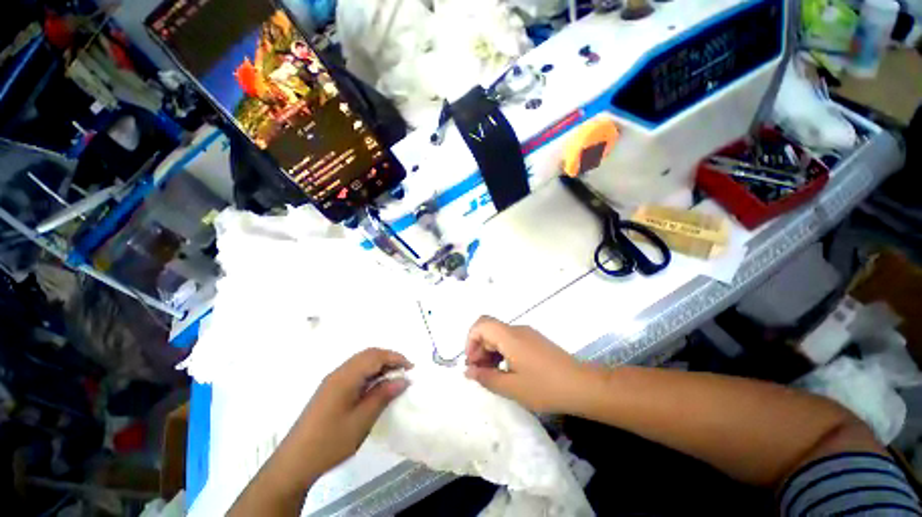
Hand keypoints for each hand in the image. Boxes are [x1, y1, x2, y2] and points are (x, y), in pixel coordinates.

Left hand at [294, 349, 412, 474]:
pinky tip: (375, 387)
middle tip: (404, 371)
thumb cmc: (330, 441)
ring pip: (361, 362)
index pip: (375, 356)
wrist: (294, 463)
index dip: (395, 358)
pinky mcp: (329, 390)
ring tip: (393, 378)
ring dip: (379, 365)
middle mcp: (338, 373)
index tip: (411, 368)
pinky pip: (354, 372)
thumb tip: (403, 380)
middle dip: (388, 358)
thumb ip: (383, 395)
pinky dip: (369, 373)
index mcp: (345, 377)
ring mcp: (332, 381)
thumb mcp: (362, 420)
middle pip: (368, 355)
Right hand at [464, 316, 594, 413]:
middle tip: (478, 373)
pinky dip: (502, 352)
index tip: (471, 362)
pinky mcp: (535, 341)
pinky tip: (506, 370)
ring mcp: (527, 334)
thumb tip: (468, 371)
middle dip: (478, 348)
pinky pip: (510, 340)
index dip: (470, 340)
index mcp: (509, 336)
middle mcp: (517, 330)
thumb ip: (486, 377)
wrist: (583, 386)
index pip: (481, 324)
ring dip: (489, 351)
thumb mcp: (512, 387)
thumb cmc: (546, 387)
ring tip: (491, 375)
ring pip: (499, 335)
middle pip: (489, 329)